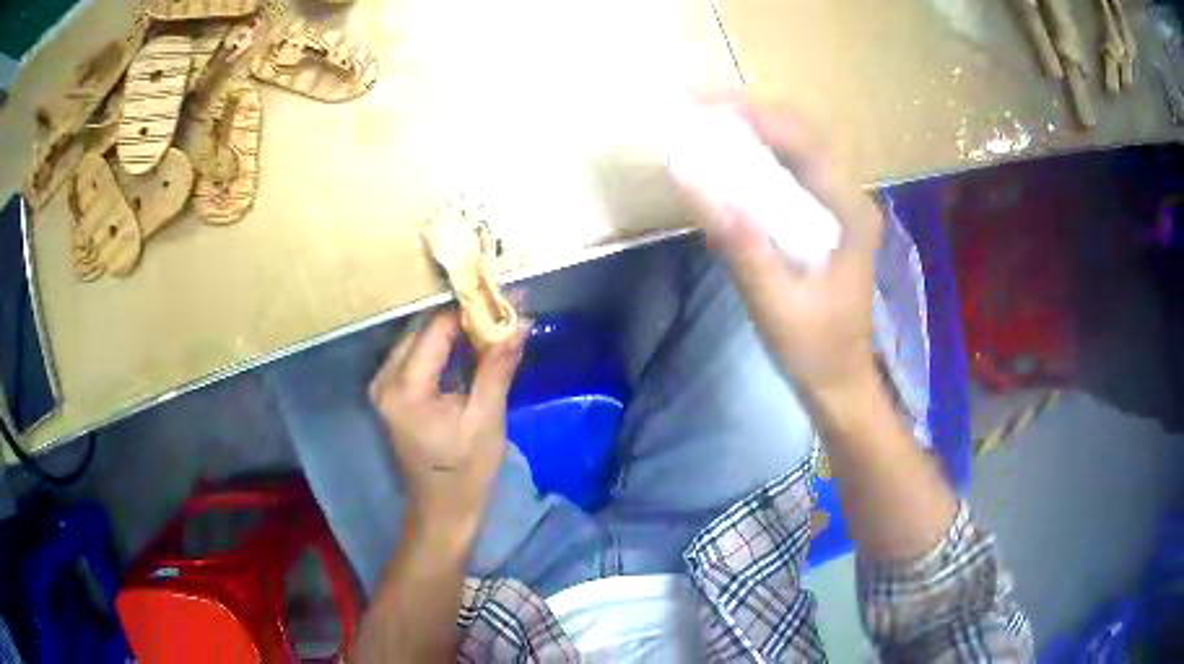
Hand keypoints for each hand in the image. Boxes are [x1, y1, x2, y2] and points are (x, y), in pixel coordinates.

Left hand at [369, 311, 526, 539]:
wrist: (442, 509)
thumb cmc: (467, 471)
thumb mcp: (487, 418)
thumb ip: (498, 365)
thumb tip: (520, 321)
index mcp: (405, 387)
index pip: (437, 328)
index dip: (471, 309)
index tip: (505, 298)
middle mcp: (385, 378)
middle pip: (424, 329)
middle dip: (463, 316)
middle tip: (501, 308)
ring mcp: (384, 385)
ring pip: (420, 338)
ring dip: (454, 330)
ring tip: (491, 322)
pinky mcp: (391, 392)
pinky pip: (417, 355)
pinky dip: (444, 347)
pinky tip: (470, 344)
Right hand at [675, 100, 883, 403]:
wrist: (840, 384)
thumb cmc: (815, 350)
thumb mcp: (775, 301)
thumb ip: (738, 241)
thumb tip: (689, 176)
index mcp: (850, 212)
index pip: (806, 142)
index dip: (756, 117)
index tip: (705, 108)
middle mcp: (850, 199)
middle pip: (803, 136)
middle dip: (751, 116)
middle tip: (698, 111)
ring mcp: (839, 210)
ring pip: (797, 151)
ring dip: (753, 133)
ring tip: (707, 127)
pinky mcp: (825, 223)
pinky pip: (791, 176)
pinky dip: (758, 161)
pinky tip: (730, 164)